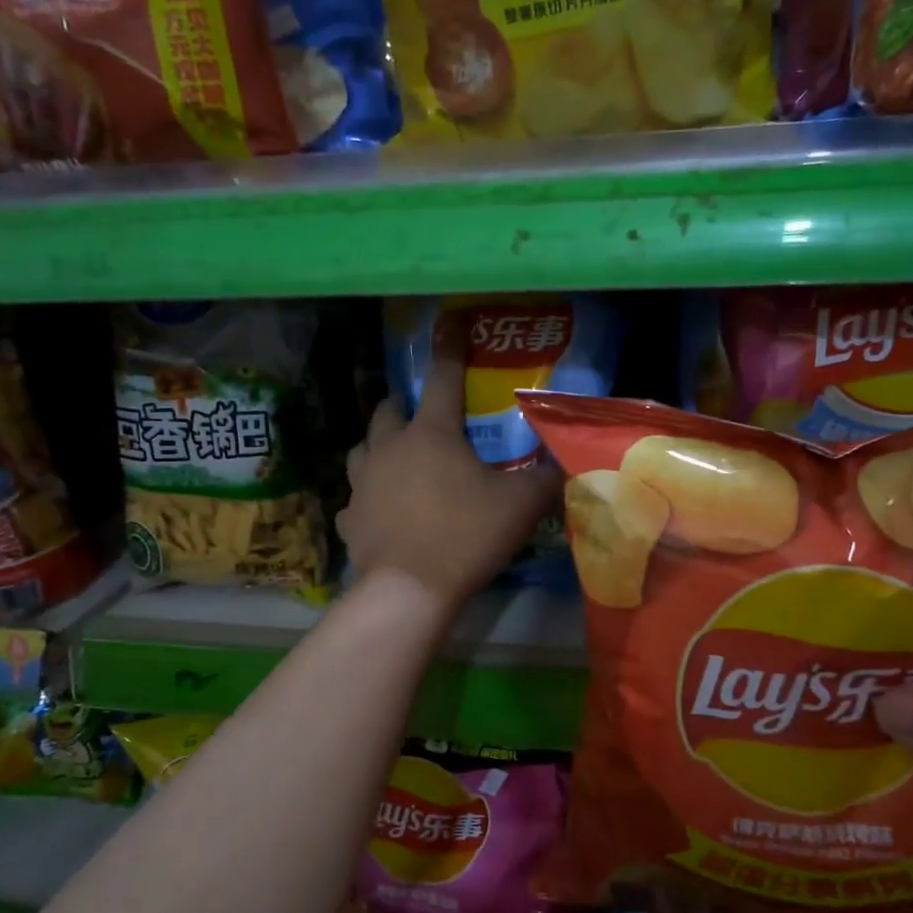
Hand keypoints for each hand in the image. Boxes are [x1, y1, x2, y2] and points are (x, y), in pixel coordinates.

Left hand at [338, 323, 558, 614]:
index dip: (450, 348)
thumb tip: (562, 463)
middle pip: (388, 410)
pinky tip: (380, 512)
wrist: (409, 589)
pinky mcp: (349, 519)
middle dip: (403, 404)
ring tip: (395, 458)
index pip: (443, 379)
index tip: (450, 322)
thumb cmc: (465, 535)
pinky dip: (367, 500)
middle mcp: (389, 449)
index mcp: (431, 435)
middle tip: (419, 413)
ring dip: (378, 446)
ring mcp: (362, 483)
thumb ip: (544, 480)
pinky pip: (354, 500)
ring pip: (362, 449)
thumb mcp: (520, 506)